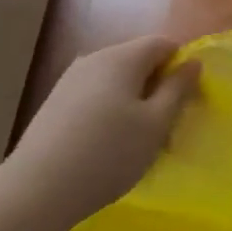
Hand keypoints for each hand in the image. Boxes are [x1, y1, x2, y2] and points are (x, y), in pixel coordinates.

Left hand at [7, 36, 199, 230]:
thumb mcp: (155, 124)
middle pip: (137, 60)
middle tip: (166, 127)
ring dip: (134, 101)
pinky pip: (95, 94)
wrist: (39, 187)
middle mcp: (94, 57)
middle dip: (157, 86)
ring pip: (115, 79)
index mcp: (121, 57)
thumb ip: (177, 89)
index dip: (181, 65)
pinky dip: (110, 110)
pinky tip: (107, 145)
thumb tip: (192, 61)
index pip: (162, 43)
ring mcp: (70, 78)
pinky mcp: (55, 101)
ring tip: (138, 141)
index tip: (188, 100)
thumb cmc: (109, 154)